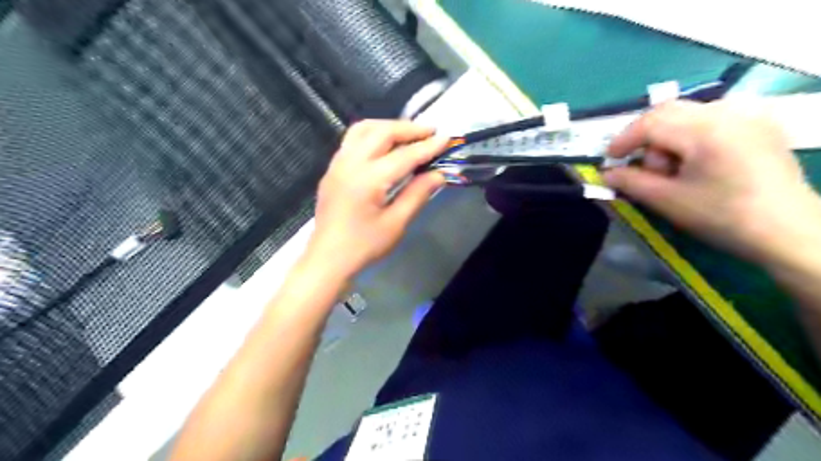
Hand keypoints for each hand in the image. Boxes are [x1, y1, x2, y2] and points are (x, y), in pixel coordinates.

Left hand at [306, 119, 447, 275]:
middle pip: (382, 132)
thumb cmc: (364, 246)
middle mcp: (350, 163)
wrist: (328, 259)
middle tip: (430, 132)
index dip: (427, 147)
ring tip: (408, 134)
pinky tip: (384, 145)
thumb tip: (438, 174)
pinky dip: (372, 134)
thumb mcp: (396, 224)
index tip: (446, 139)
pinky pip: (352, 139)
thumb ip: (417, 195)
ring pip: (363, 129)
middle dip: (409, 129)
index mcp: (367, 180)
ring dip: (388, 126)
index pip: (404, 156)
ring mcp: (337, 163)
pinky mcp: (332, 169)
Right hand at [602, 101, 819, 265]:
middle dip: (645, 138)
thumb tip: (607, 174)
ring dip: (667, 138)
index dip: (623, 140)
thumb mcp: (668, 201)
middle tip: (640, 167)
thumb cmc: (722, 216)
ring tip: (673, 170)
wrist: (788, 231)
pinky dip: (690, 135)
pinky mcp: (759, 123)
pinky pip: (710, 117)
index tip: (609, 160)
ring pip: (687, 114)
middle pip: (667, 111)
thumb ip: (631, 182)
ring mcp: (748, 114)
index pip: (650, 122)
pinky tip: (694, 161)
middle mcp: (727, 111)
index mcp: (705, 129)